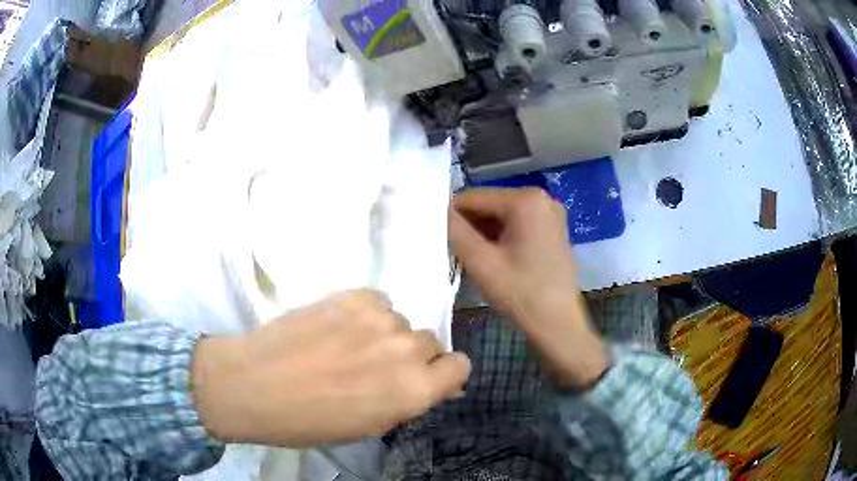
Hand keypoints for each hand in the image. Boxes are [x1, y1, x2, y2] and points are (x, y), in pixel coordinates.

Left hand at [191, 290, 470, 446]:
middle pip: (430, 342)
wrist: (254, 384)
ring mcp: (381, 318)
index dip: (442, 373)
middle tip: (373, 366)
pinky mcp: (354, 294)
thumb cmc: (310, 420)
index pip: (460, 366)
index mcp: (415, 390)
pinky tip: (336, 326)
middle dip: (410, 356)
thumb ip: (406, 400)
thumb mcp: (369, 425)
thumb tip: (430, 383)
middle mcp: (408, 350)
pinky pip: (378, 302)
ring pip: (400, 322)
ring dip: (383, 334)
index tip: (422, 378)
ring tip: (346, 346)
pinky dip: (365, 314)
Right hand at [449, 188, 606, 388]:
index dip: (449, 215)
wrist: (559, 326)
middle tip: (451, 251)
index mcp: (526, 200)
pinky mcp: (551, 230)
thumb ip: (454, 230)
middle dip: (468, 226)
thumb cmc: (521, 294)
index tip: (433, 235)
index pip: (474, 197)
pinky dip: (499, 238)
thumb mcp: (481, 262)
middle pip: (489, 205)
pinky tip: (489, 259)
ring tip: (468, 258)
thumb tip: (435, 210)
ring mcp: (550, 214)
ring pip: (501, 217)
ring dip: (482, 234)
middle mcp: (542, 198)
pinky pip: (516, 226)